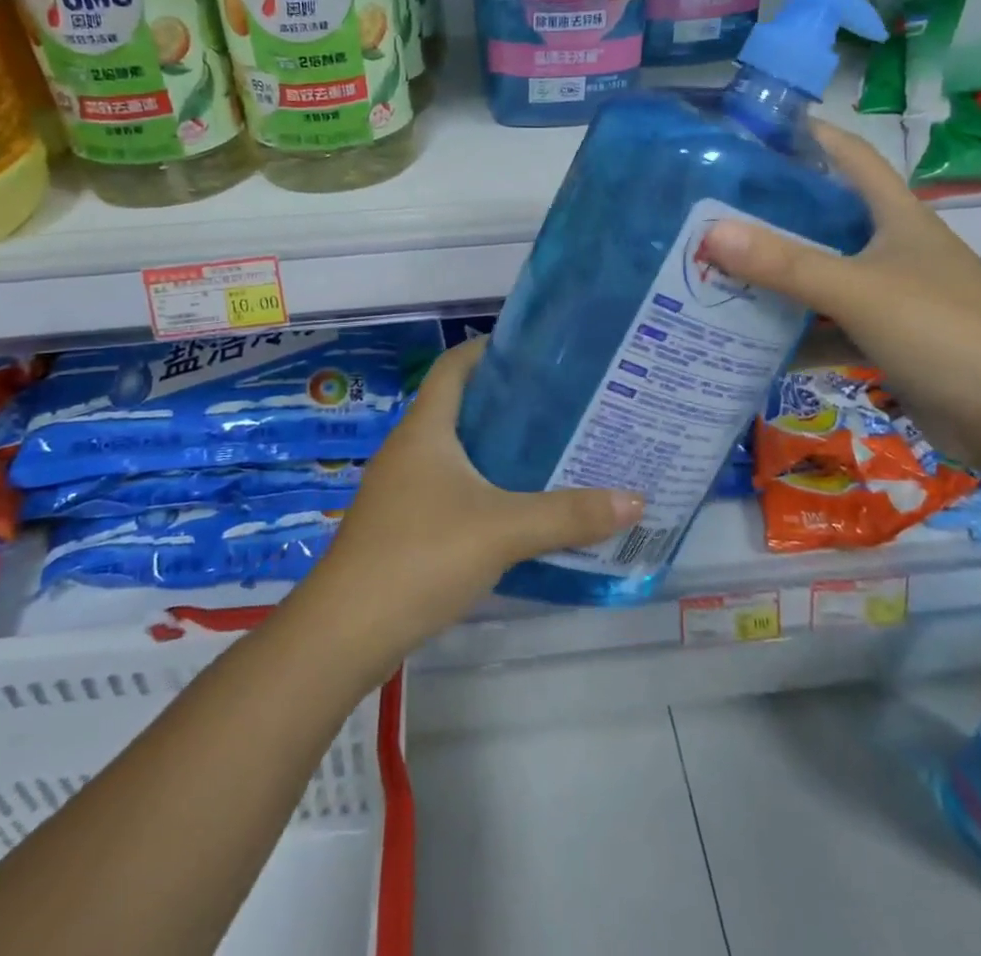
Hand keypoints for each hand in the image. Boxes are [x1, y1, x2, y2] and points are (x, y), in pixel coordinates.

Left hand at [298, 339, 642, 671]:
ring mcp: (401, 489)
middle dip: (507, 402)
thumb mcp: (502, 530)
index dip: (489, 348)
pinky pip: (449, 488)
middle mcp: (409, 449)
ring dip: (496, 448)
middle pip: (459, 406)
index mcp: (426, 429)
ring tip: (550, 450)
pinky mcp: (402, 525)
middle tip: (561, 404)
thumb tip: (635, 500)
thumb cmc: (420, 556)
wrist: (346, 632)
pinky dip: (483, 486)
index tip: (536, 351)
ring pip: (456, 451)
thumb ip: (568, 515)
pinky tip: (517, 507)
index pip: (455, 365)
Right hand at [700, 121, 980, 454]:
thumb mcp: (858, 291)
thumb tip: (710, 233)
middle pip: (829, 219)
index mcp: (899, 218)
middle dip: (776, 214)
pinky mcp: (890, 341)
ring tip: (720, 272)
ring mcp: (894, 297)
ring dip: (781, 278)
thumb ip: (786, 264)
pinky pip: (831, 328)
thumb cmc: (943, 333)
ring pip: (826, 277)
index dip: (811, 136)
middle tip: (715, 211)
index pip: (853, 157)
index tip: (756, 130)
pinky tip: (755, 341)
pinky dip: (798, 334)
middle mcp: (896, 249)